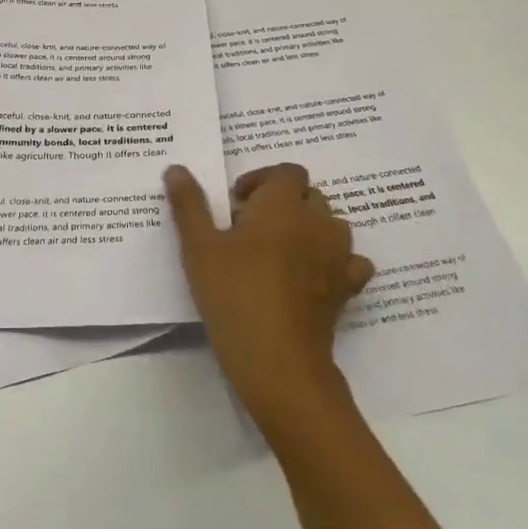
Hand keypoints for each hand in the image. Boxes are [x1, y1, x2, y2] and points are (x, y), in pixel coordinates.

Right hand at [164, 163, 372, 437]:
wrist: (277, 359)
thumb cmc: (233, 295)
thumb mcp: (198, 248)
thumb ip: (189, 205)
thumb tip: (177, 168)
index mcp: (282, 205)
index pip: (287, 172)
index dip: (262, 180)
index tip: (237, 202)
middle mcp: (317, 222)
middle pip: (309, 195)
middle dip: (283, 202)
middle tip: (250, 227)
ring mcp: (338, 255)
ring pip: (332, 224)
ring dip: (310, 227)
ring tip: (279, 250)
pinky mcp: (347, 288)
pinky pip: (351, 261)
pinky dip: (335, 260)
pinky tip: (314, 275)